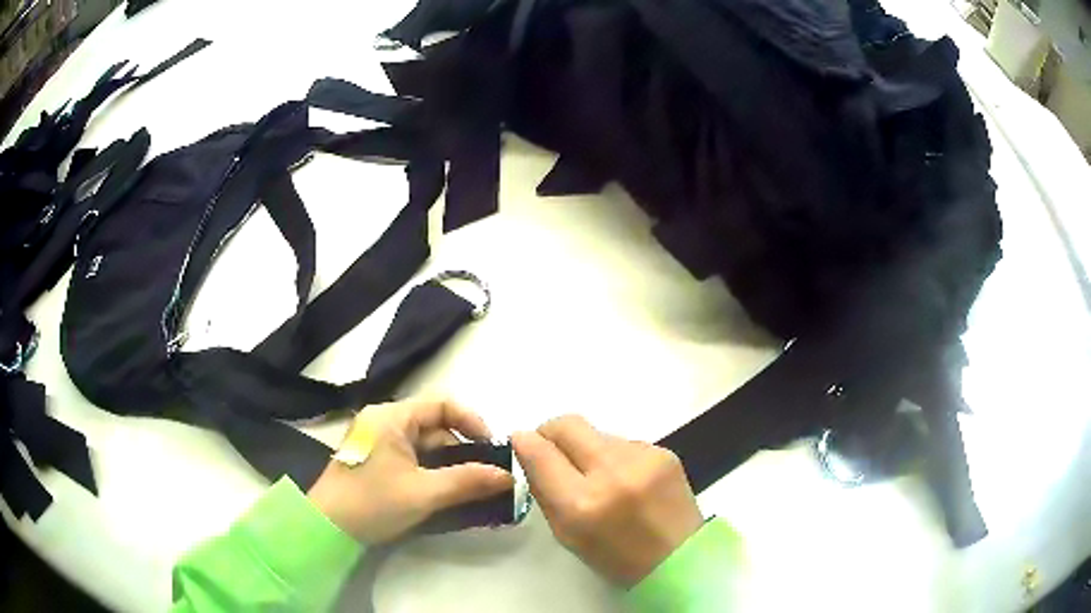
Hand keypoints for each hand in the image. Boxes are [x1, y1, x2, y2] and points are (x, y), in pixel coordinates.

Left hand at [306, 398, 513, 543]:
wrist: (326, 528)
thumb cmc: (372, 502)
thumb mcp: (423, 492)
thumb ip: (468, 481)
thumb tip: (508, 476)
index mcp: (391, 417)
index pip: (441, 405)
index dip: (471, 421)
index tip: (492, 448)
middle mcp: (384, 422)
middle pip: (434, 427)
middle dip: (462, 450)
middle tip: (486, 476)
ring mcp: (378, 442)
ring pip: (424, 446)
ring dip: (449, 465)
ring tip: (472, 488)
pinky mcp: (376, 461)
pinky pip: (413, 459)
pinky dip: (432, 472)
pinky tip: (447, 492)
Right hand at [513, 415, 703, 586]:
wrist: (680, 558)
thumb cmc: (616, 557)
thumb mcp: (567, 533)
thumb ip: (544, 490)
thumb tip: (529, 449)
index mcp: (581, 503)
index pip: (540, 451)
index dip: (525, 442)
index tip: (521, 443)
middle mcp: (611, 472)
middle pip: (567, 424)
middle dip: (550, 432)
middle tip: (551, 450)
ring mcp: (642, 457)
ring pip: (596, 432)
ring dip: (587, 448)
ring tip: (598, 476)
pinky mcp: (664, 451)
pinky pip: (623, 442)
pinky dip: (615, 456)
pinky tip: (626, 479)